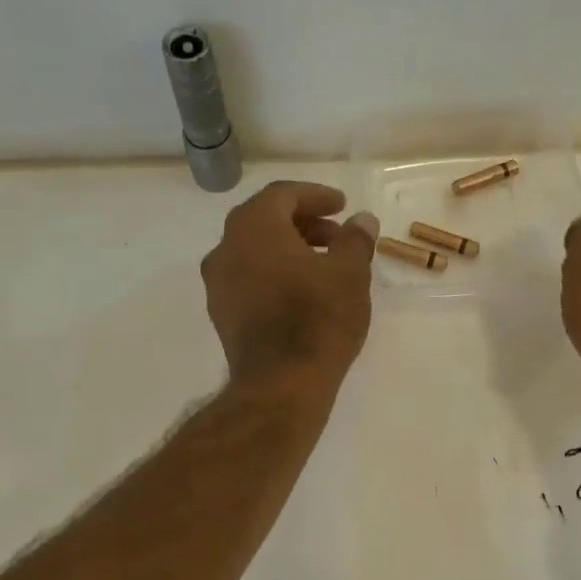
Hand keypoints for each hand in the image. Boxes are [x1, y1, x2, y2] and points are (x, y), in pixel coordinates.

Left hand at [201, 181, 377, 396]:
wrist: (281, 384)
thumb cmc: (318, 319)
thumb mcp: (350, 274)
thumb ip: (355, 240)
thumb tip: (362, 221)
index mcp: (254, 227)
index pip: (283, 195)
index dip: (316, 196)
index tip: (341, 206)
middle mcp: (226, 248)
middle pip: (265, 220)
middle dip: (304, 223)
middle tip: (337, 237)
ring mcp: (218, 284)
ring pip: (255, 251)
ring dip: (289, 250)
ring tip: (325, 267)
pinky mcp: (221, 314)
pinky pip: (249, 279)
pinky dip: (274, 274)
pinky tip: (302, 293)